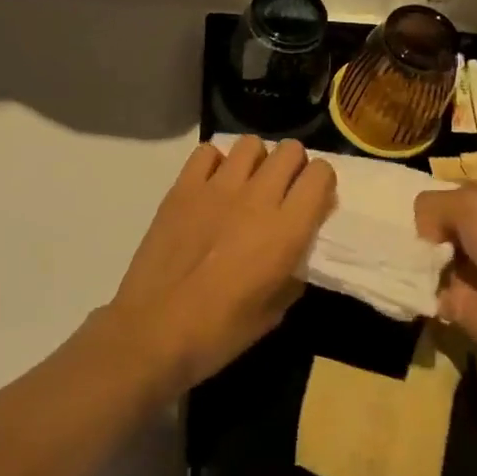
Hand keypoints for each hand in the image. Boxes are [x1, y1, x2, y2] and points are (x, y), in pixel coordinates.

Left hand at [109, 137, 335, 391]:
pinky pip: (207, 152)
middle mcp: (257, 198)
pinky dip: (215, 163)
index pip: (321, 174)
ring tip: (247, 184)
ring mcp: (217, 187)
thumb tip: (297, 247)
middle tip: (283, 191)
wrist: (154, 331)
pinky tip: (212, 187)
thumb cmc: (220, 332)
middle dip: (293, 166)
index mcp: (286, 230)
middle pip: (290, 150)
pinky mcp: (183, 187)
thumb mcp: (275, 311)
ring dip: (257, 161)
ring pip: (251, 144)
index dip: (322, 183)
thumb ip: (293, 269)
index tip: (313, 200)